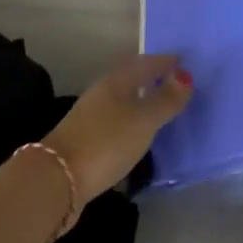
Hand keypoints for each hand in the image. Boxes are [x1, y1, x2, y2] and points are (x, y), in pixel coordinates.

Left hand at [44, 53, 192, 199]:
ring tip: (160, 108)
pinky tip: (137, 133)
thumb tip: (185, 74)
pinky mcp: (85, 139)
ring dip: (140, 100)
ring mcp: (91, 116)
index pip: (146, 62)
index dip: (165, 62)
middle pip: (131, 77)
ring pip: (122, 99)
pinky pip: (115, 120)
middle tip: (174, 83)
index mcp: (117, 80)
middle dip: (151, 77)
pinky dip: (130, 120)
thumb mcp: (144, 120)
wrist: (57, 180)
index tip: (184, 62)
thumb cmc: (106, 141)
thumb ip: (166, 99)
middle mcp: (102, 91)